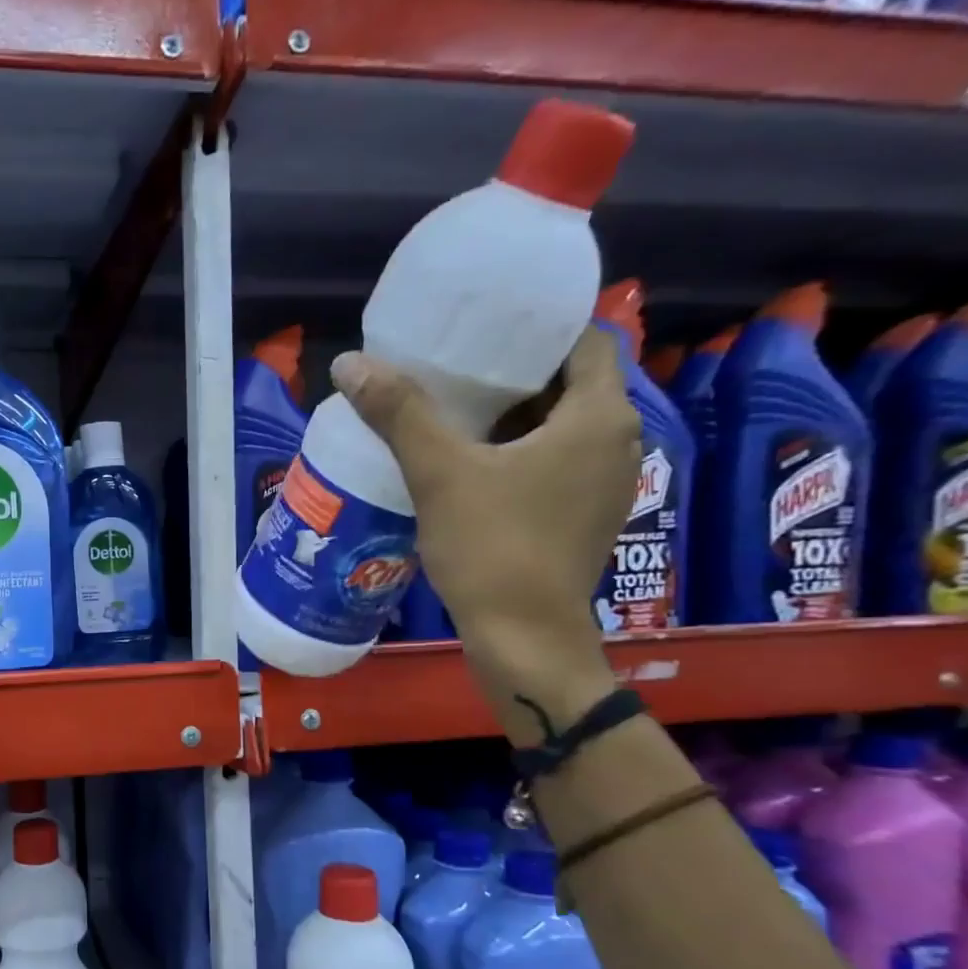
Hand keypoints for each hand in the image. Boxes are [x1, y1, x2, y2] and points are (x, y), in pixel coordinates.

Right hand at [331, 328, 637, 743]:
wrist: (522, 638)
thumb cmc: (492, 547)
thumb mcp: (440, 474)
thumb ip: (399, 413)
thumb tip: (349, 363)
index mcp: (599, 417)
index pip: (583, 341)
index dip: (535, 330)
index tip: (482, 331)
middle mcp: (617, 442)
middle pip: (568, 384)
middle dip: (512, 374)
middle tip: (453, 368)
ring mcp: (605, 484)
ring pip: (559, 427)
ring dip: (512, 416)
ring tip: (452, 412)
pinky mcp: (584, 517)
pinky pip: (554, 463)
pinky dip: (518, 453)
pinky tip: (468, 466)